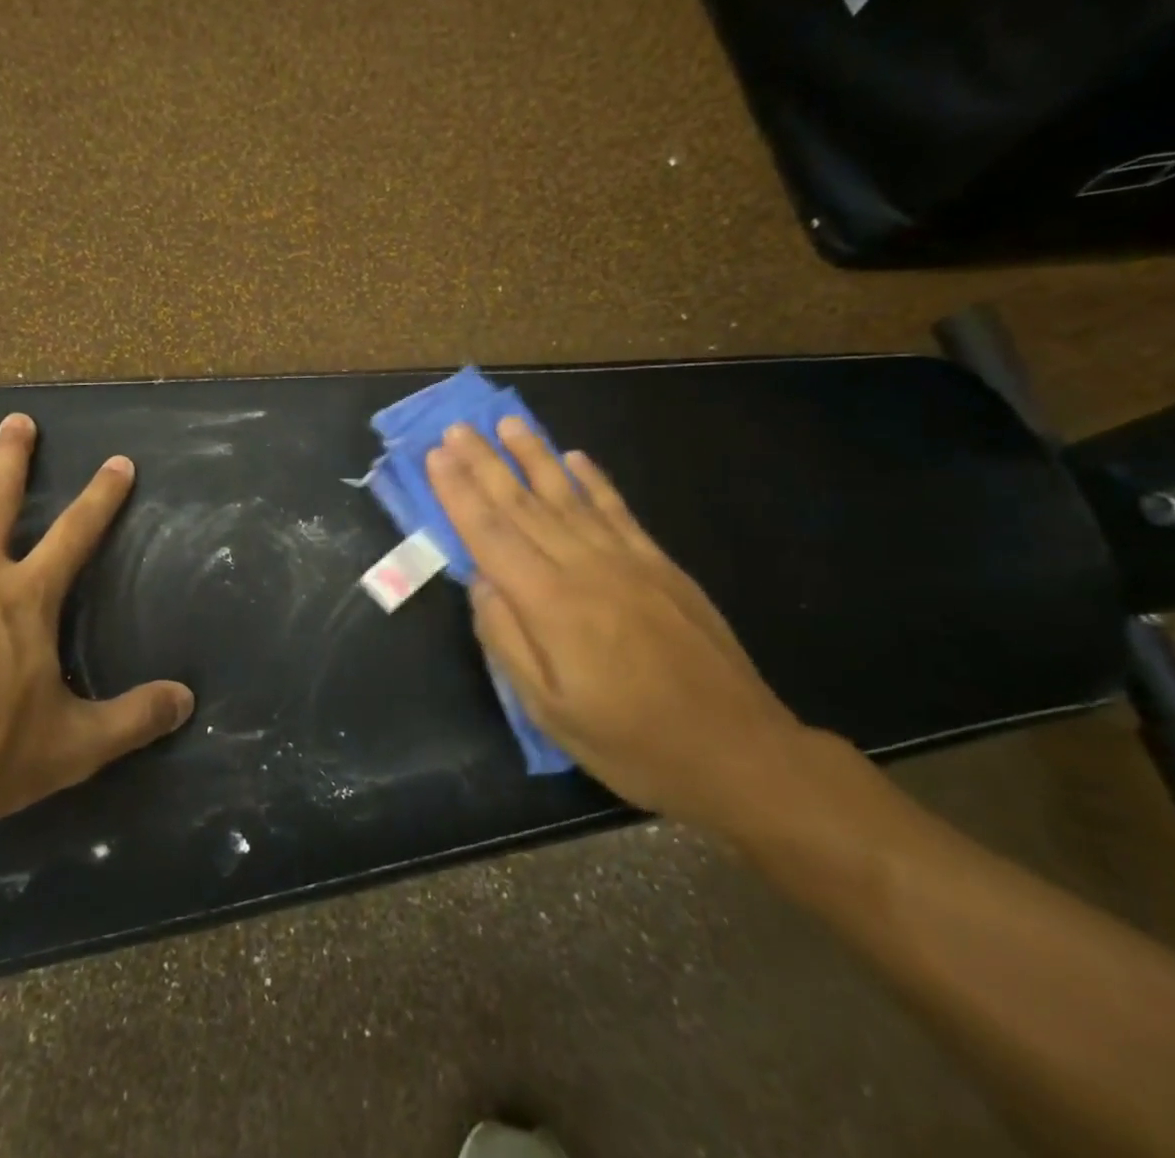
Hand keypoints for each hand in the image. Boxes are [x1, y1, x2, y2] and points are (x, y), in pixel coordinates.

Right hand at [425, 418, 806, 829]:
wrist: (739, 753)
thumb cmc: (631, 742)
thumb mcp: (549, 710)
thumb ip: (506, 639)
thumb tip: (480, 581)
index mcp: (550, 604)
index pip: (490, 534)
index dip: (458, 492)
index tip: (435, 455)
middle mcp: (584, 567)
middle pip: (522, 504)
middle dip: (484, 462)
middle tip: (455, 427)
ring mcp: (627, 560)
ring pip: (568, 495)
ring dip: (533, 455)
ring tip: (507, 422)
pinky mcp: (659, 565)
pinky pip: (617, 510)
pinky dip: (593, 479)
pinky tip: (575, 457)